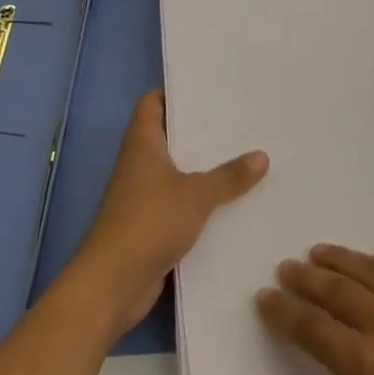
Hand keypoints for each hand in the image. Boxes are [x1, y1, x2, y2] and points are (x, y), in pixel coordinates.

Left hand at [71, 89, 267, 333]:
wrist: (111, 287)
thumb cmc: (148, 224)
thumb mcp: (197, 195)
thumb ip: (229, 176)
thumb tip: (261, 156)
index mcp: (142, 146)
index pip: (151, 104)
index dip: (173, 92)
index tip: (207, 86)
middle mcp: (139, 166)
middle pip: (168, 136)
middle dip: (199, 129)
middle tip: (237, 118)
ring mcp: (142, 197)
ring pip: (177, 171)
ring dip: (203, 166)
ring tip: (242, 153)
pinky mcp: (150, 226)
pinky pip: (180, 203)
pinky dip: (200, 200)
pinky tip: (230, 200)